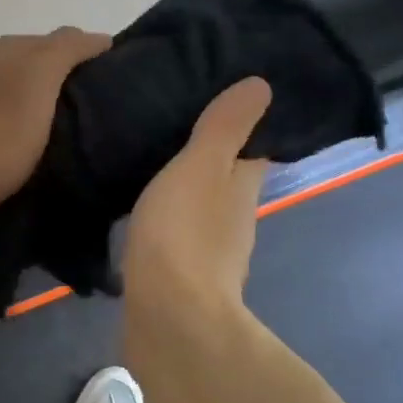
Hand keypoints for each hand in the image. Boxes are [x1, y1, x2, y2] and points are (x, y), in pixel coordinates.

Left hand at [0, 28, 111, 213]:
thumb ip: (68, 49)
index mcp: (10, 48)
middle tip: (102, 96)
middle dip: (73, 71)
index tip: (116, 74)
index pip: (63, 38)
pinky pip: (19, 109)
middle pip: (45, 60)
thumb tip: (100, 39)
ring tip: (81, 116)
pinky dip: (38, 113)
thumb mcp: (41, 76)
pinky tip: (49, 131)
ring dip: (55, 94)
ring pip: (31, 85)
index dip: (91, 50)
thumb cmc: (6, 128)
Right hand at [123, 77, 271, 316]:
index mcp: (242, 187)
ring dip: (183, 190)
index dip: (240, 125)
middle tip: (169, 125)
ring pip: (199, 209)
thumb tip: (262, 85)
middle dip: (206, 157)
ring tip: (147, 163)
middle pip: (225, 179)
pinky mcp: (179, 277)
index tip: (215, 100)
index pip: (252, 148)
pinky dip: (165, 221)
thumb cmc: (185, 233)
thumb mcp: (202, 167)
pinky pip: (174, 236)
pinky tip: (140, 212)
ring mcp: (208, 253)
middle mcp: (234, 219)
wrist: (168, 317)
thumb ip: (224, 128)